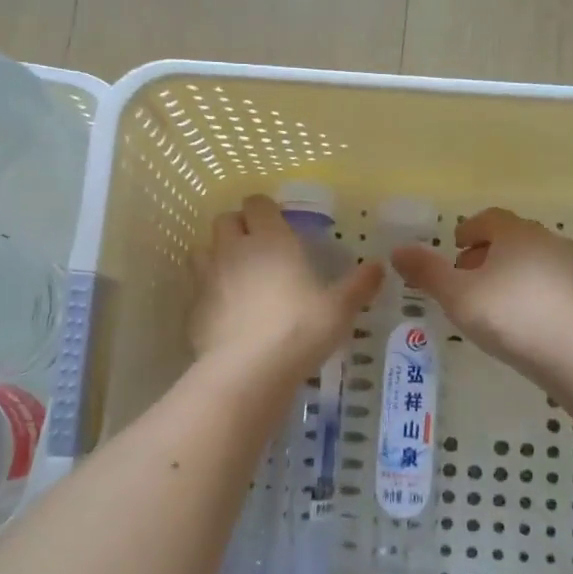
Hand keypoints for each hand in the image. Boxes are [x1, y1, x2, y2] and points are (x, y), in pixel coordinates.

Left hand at [192, 195, 383, 377]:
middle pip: (225, 220)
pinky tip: (226, 312)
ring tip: (237, 276)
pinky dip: (209, 293)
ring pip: (203, 250)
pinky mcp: (193, 308)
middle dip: (238, 228)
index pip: (257, 202)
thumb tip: (379, 266)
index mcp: (270, 239)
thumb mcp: (340, 309)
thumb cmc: (300, 330)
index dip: (266, 209)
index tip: (279, 224)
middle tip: (259, 248)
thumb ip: (359, 285)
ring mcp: (208, 277)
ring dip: (217, 255)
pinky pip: (197, 288)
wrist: (248, 370)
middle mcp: (234, 249)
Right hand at [391, 208, 572, 380]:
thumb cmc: (509, 316)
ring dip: (506, 271)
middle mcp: (546, 240)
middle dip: (485, 252)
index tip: (454, 246)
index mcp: (516, 232)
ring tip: (488, 300)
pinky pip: (546, 282)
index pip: (489, 218)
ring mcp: (569, 267)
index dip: (468, 229)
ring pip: (530, 259)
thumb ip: (427, 271)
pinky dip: (526, 289)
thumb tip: (398, 250)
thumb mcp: (457, 295)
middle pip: (510, 237)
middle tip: (464, 276)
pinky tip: (516, 317)